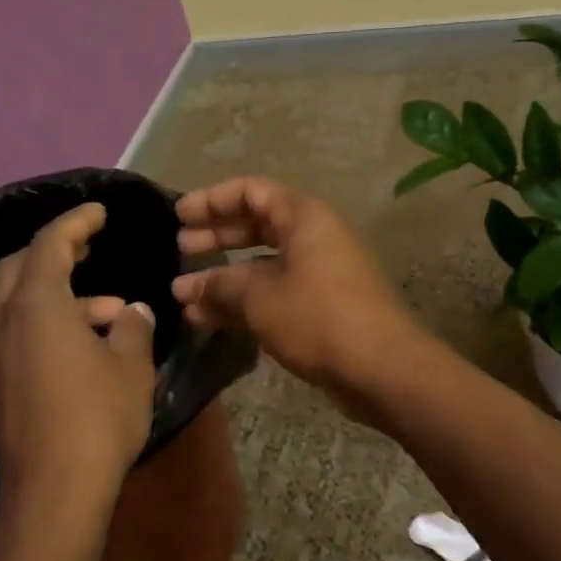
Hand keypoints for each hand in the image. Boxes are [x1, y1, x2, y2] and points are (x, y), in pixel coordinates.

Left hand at [0, 203, 156, 509]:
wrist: (53, 490)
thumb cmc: (98, 417)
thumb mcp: (130, 365)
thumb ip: (133, 327)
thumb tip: (133, 312)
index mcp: (36, 304)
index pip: (50, 243)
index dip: (76, 221)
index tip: (100, 211)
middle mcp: (5, 322)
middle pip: (21, 267)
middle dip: (55, 251)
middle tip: (89, 250)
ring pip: (20, 304)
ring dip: (62, 297)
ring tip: (113, 315)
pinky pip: (19, 333)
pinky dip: (49, 324)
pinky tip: (88, 349)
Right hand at [171, 178, 424, 417]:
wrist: (381, 368)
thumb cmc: (317, 317)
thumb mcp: (259, 297)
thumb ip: (218, 286)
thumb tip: (184, 288)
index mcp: (303, 217)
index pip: (250, 192)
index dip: (212, 200)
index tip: (178, 216)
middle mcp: (312, 238)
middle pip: (256, 226)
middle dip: (216, 237)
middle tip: (180, 248)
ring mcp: (318, 274)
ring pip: (261, 265)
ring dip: (224, 278)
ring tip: (184, 295)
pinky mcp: (319, 307)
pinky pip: (273, 293)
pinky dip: (243, 302)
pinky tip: (208, 319)